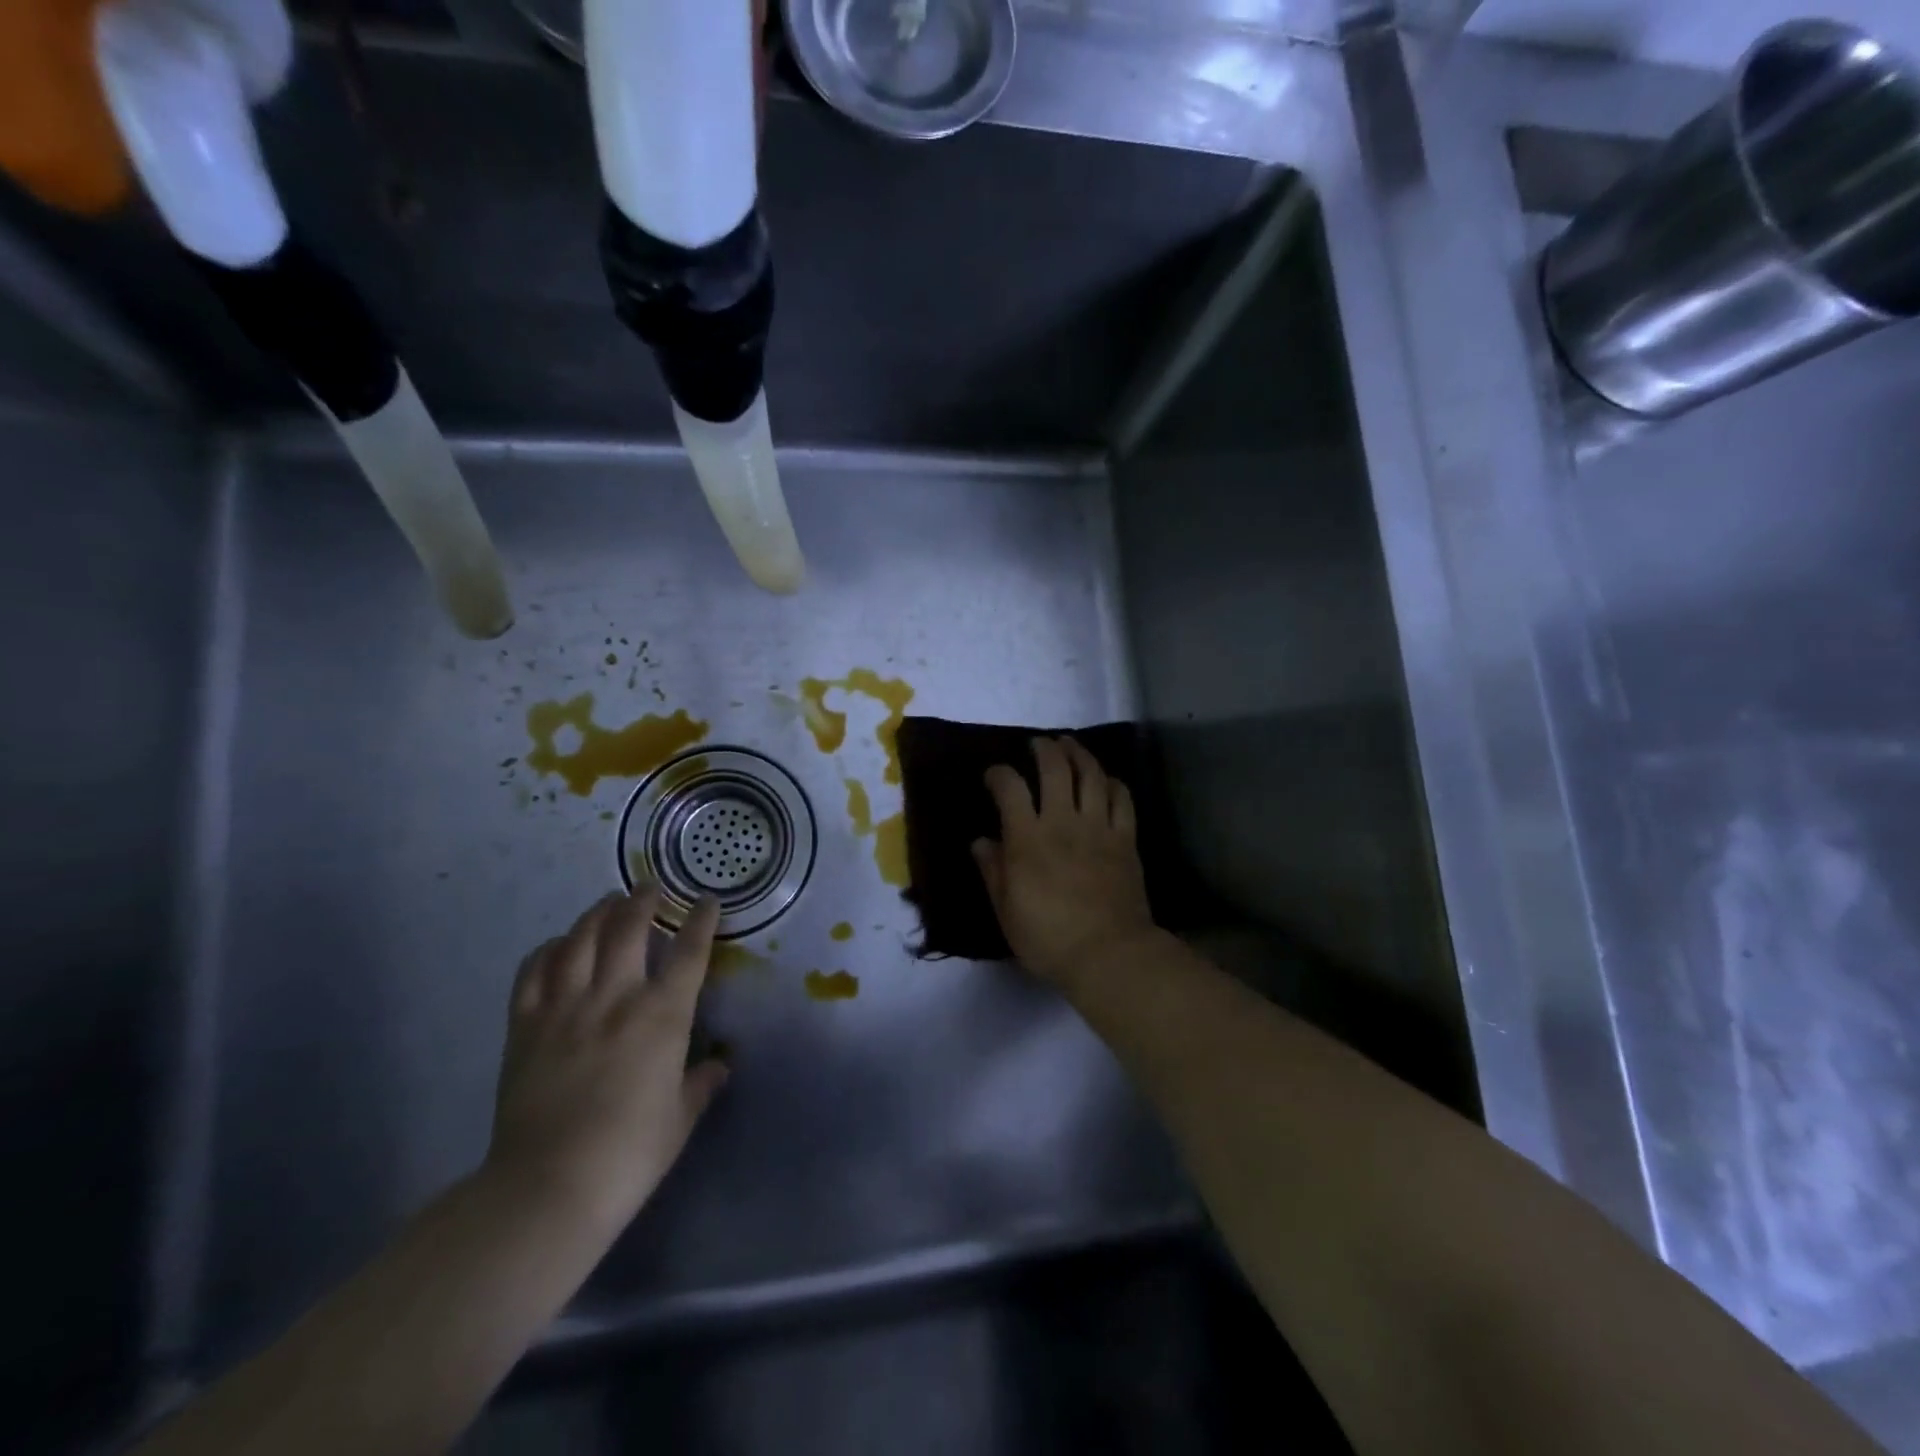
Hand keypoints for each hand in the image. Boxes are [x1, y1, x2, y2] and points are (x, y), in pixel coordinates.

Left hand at [486, 888, 728, 1233]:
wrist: (548, 1187)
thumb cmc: (629, 1153)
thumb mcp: (679, 1119)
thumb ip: (700, 1084)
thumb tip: (719, 1066)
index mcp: (662, 1016)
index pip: (689, 953)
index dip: (701, 921)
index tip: (707, 901)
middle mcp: (616, 998)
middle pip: (629, 930)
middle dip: (643, 901)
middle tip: (649, 888)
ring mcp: (565, 1008)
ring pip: (579, 940)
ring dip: (597, 914)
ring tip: (607, 903)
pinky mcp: (524, 1026)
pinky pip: (533, 972)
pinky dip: (547, 950)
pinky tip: (557, 945)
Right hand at [973, 737, 1157, 989]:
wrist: (1108, 954)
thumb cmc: (1048, 938)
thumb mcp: (1006, 911)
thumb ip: (993, 871)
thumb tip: (981, 842)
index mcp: (1028, 839)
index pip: (1010, 788)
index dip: (999, 774)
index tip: (994, 775)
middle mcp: (1063, 822)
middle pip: (1055, 768)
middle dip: (1044, 749)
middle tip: (1038, 744)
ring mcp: (1099, 828)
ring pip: (1091, 775)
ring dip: (1079, 754)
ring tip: (1070, 745)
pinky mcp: (1126, 839)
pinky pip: (1122, 799)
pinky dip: (1113, 783)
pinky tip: (1106, 780)